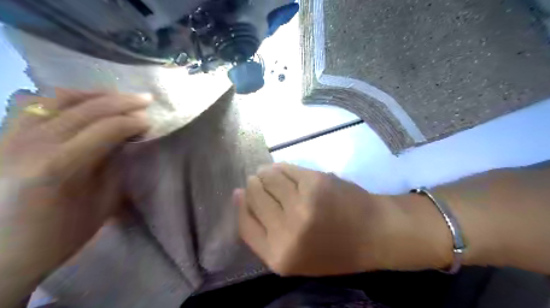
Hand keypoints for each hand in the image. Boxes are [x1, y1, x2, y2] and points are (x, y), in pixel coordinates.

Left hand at [0, 88, 148, 304]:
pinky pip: (36, 104)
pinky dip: (66, 98)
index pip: (106, 128)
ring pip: (58, 98)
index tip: (151, 122)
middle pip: (86, 108)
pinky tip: (83, 102)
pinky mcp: (3, 137)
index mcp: (60, 166)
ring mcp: (11, 137)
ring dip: (94, 94)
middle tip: (146, 99)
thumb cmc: (58, 236)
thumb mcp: (101, 205)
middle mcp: (31, 144)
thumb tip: (127, 141)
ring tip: (117, 96)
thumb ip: (115, 167)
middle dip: (121, 101)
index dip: (133, 121)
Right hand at [234, 164, 453, 276]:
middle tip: (257, 181)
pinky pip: (286, 169)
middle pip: (254, 197)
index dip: (240, 205)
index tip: (240, 192)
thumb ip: (264, 234)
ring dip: (265, 174)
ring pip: (268, 178)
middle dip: (253, 186)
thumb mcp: (294, 257)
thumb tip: (239, 197)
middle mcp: (286, 231)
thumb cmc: (334, 250)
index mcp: (279, 256)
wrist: (374, 233)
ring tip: (268, 174)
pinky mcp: (315, 182)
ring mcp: (301, 204)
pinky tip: (282, 170)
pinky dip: (280, 168)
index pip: (244, 223)